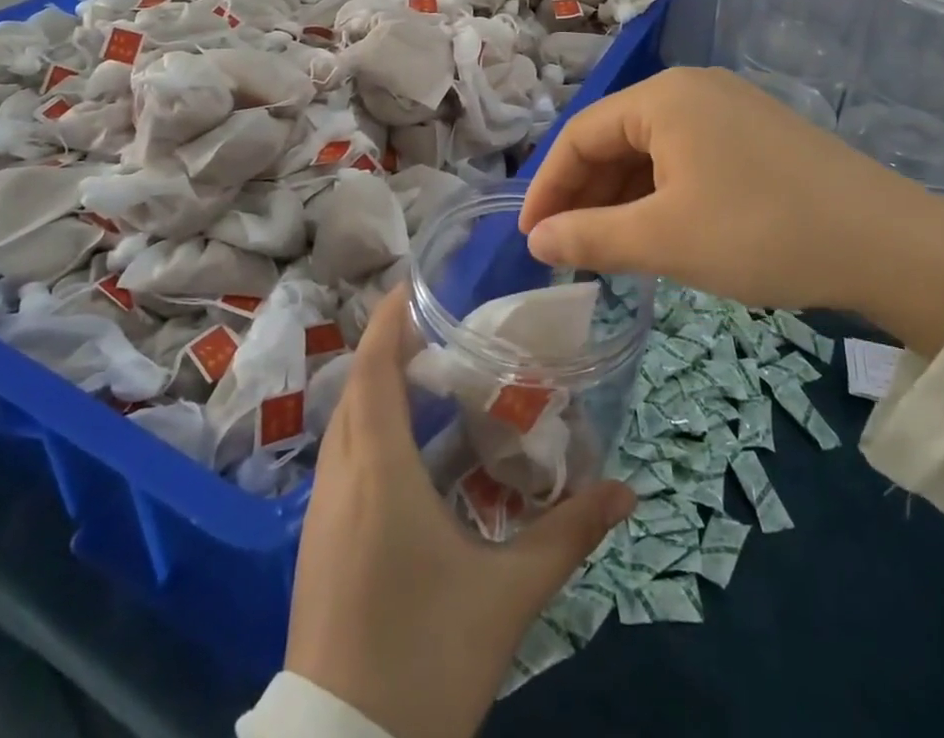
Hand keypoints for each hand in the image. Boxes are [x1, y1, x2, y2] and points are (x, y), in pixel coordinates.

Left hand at [285, 288, 635, 737]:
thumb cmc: (424, 658)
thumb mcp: (506, 595)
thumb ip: (567, 536)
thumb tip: (625, 491)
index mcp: (377, 472)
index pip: (374, 370)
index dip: (390, 321)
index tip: (415, 285)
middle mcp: (339, 479)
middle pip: (359, 389)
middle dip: (393, 350)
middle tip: (442, 333)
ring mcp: (321, 514)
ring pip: (347, 426)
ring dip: (381, 392)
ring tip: (432, 383)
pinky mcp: (318, 545)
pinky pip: (343, 461)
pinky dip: (372, 434)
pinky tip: (413, 458)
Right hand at [518, 67, 943, 358]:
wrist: (889, 244)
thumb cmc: (760, 232)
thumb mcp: (663, 239)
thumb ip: (589, 236)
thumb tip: (536, 240)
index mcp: (663, 96)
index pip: (580, 134)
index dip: (547, 187)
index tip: (530, 239)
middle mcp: (692, 89)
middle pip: (615, 139)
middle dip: (585, 194)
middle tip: (567, 250)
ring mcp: (730, 109)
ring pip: (652, 151)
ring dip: (623, 198)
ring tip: (608, 249)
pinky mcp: (757, 135)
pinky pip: (688, 158)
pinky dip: (661, 195)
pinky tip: (660, 232)